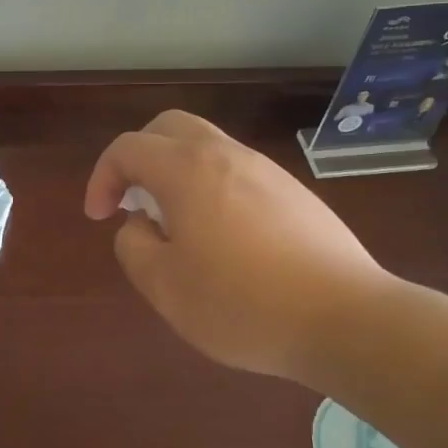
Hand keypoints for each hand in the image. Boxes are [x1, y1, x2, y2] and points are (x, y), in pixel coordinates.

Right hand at [84, 110, 393, 382]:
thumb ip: (133, 246)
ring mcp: (266, 170)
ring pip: (206, 147)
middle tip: (133, 201)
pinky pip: (237, 171)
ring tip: (176, 225)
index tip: (100, 217)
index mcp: (187, 170)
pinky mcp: (294, 193)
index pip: (127, 148)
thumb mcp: (164, 286)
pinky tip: (223, 238)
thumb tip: (141, 224)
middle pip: (169, 128)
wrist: (347, 319)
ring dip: (176, 172)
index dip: (102, 178)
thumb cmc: (242, 304)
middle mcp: (226, 155)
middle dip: (139, 157)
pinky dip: (211, 187)